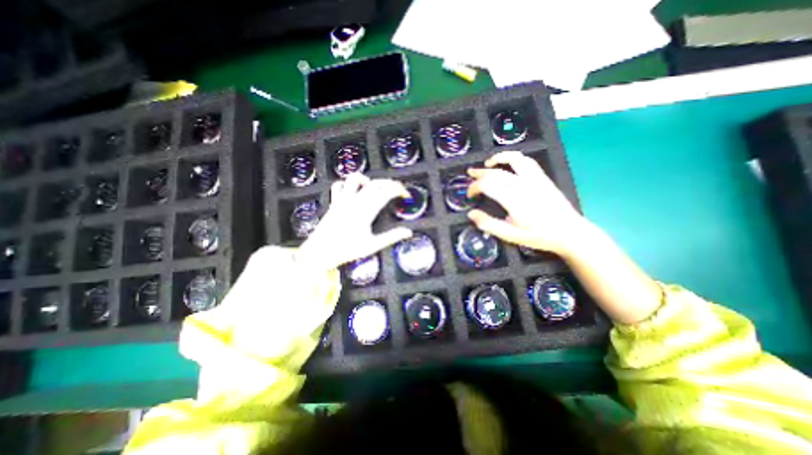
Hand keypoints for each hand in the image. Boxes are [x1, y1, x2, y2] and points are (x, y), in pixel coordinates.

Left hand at [297, 174, 412, 270]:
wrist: (320, 252)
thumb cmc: (346, 250)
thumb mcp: (372, 246)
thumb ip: (391, 237)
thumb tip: (408, 232)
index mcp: (365, 211)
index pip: (386, 193)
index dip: (398, 191)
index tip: (405, 194)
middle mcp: (354, 201)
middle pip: (374, 183)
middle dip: (389, 182)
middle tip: (397, 188)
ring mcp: (342, 200)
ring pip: (355, 178)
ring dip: (368, 179)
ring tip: (375, 187)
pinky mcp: (334, 202)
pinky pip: (338, 185)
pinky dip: (347, 184)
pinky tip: (353, 190)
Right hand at [467, 149, 587, 254]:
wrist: (570, 232)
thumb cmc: (539, 236)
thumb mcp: (511, 236)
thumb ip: (489, 224)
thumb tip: (471, 214)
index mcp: (513, 200)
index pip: (487, 185)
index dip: (474, 187)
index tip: (470, 195)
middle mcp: (523, 185)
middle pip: (496, 172)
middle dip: (479, 173)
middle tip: (470, 174)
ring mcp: (535, 179)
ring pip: (514, 159)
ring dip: (498, 158)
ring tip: (488, 163)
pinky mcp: (543, 177)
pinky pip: (527, 161)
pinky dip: (514, 159)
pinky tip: (509, 165)